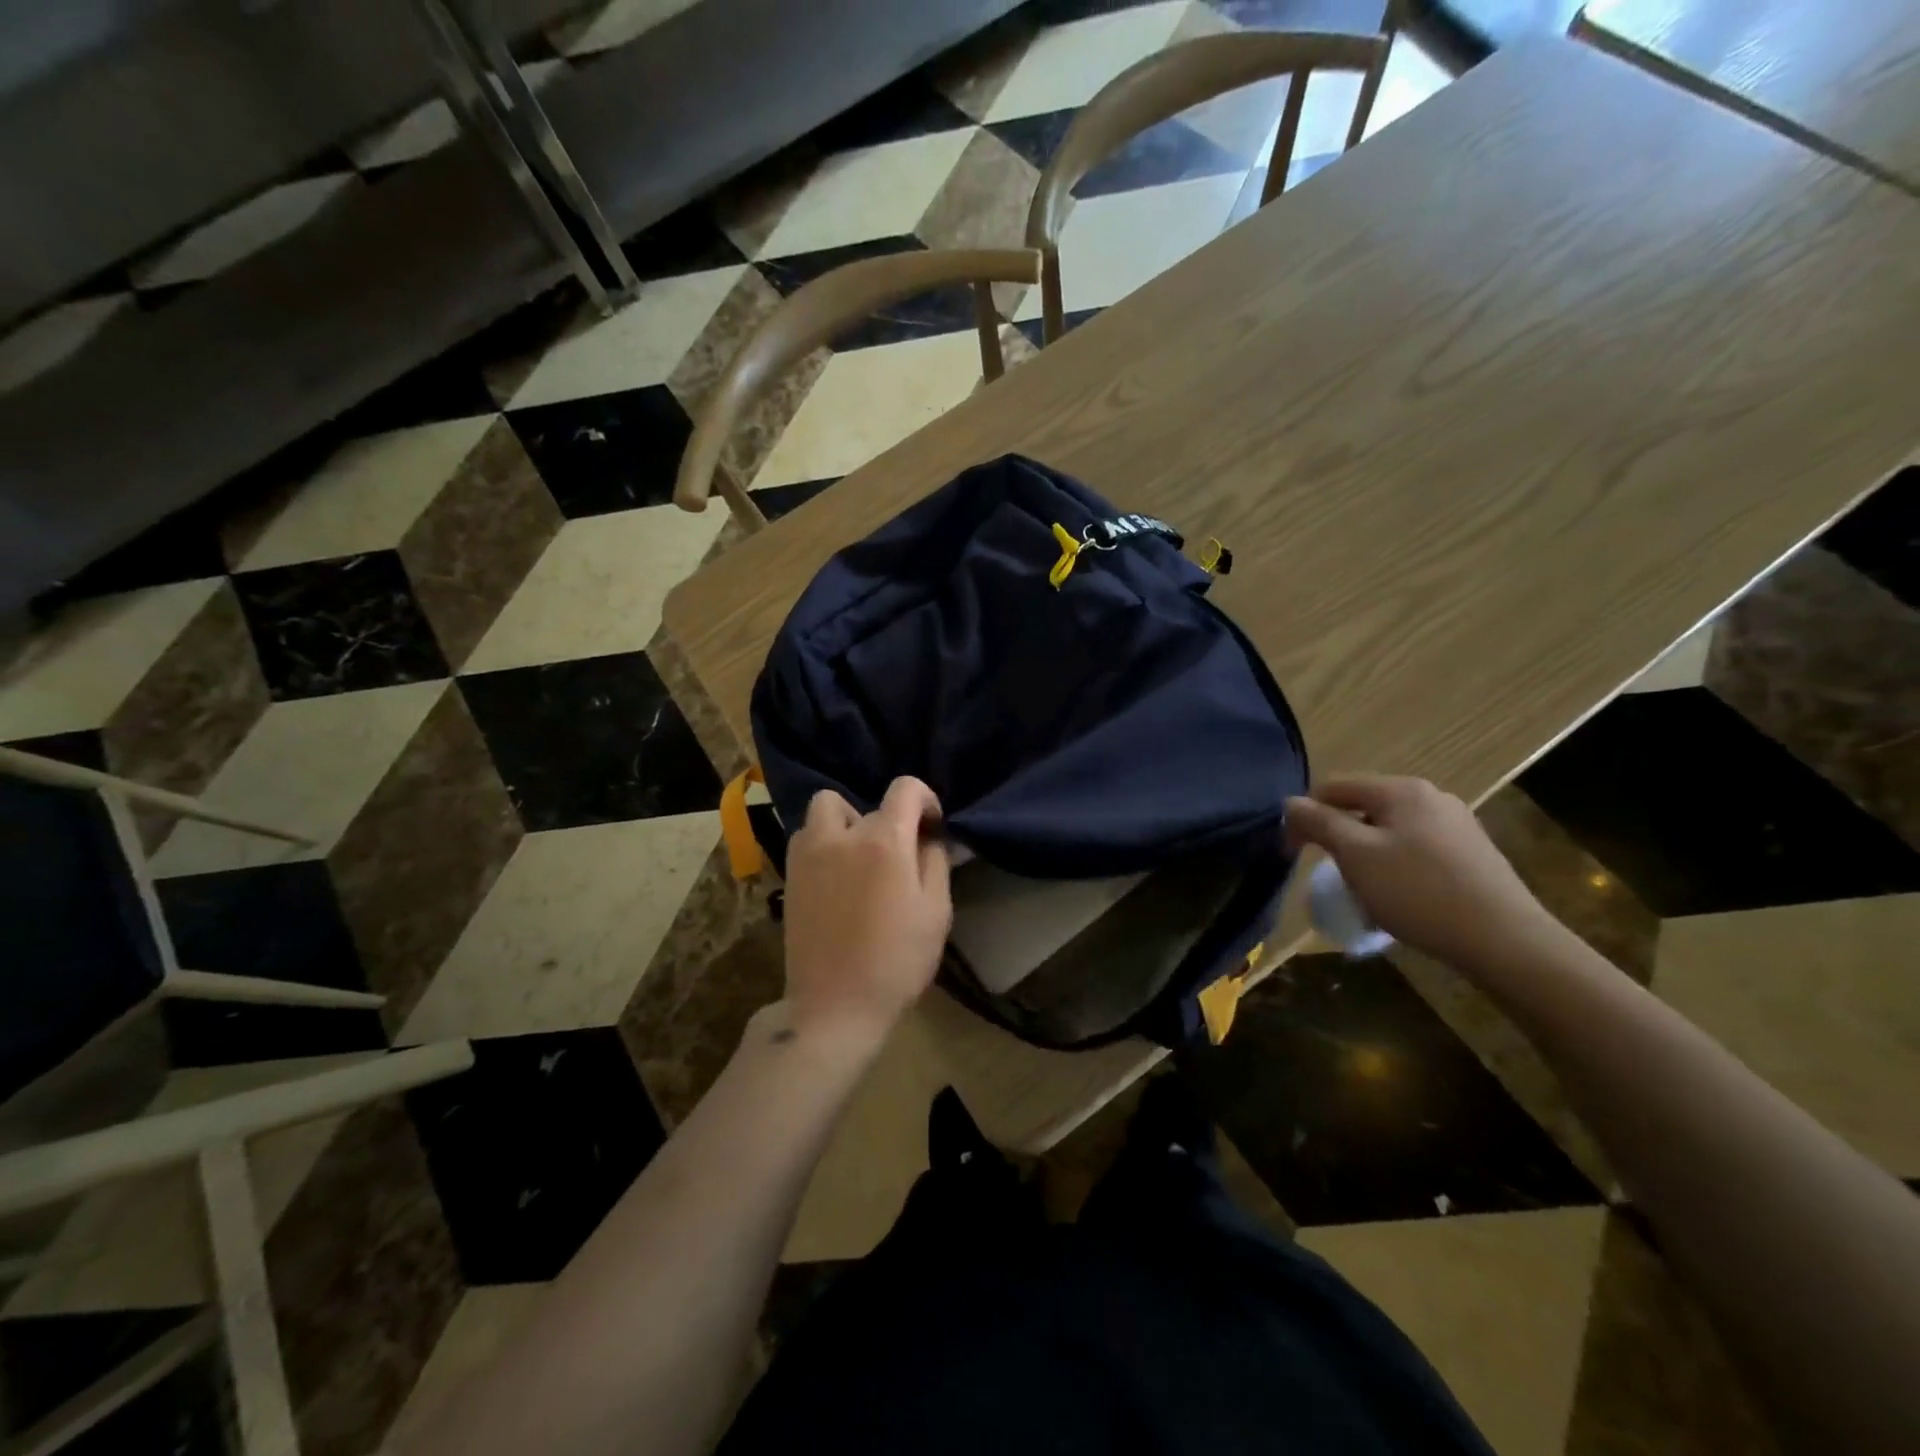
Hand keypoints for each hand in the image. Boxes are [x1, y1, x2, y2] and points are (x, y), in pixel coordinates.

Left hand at [781, 777, 952, 1045]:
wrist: (835, 1007)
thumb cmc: (896, 961)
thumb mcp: (936, 912)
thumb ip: (935, 862)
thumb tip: (929, 838)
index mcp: (884, 841)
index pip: (905, 788)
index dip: (926, 799)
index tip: (932, 828)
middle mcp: (841, 835)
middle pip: (866, 803)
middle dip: (887, 821)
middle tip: (896, 856)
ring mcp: (808, 854)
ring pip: (825, 810)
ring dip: (846, 823)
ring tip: (859, 859)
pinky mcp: (789, 876)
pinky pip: (805, 837)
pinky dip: (822, 842)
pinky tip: (835, 876)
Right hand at [1286, 775, 1568, 975]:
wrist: (1506, 941)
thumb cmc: (1419, 892)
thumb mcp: (1356, 855)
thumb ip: (1318, 822)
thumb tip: (1290, 803)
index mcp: (1402, 790)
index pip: (1333, 787)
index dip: (1304, 815)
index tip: (1292, 853)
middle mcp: (1431, 797)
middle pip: (1362, 807)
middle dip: (1338, 838)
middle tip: (1329, 874)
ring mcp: (1456, 826)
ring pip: (1388, 831)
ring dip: (1365, 856)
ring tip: (1363, 892)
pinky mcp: (1472, 855)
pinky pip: (1415, 851)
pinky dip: (1394, 868)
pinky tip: (1399, 899)